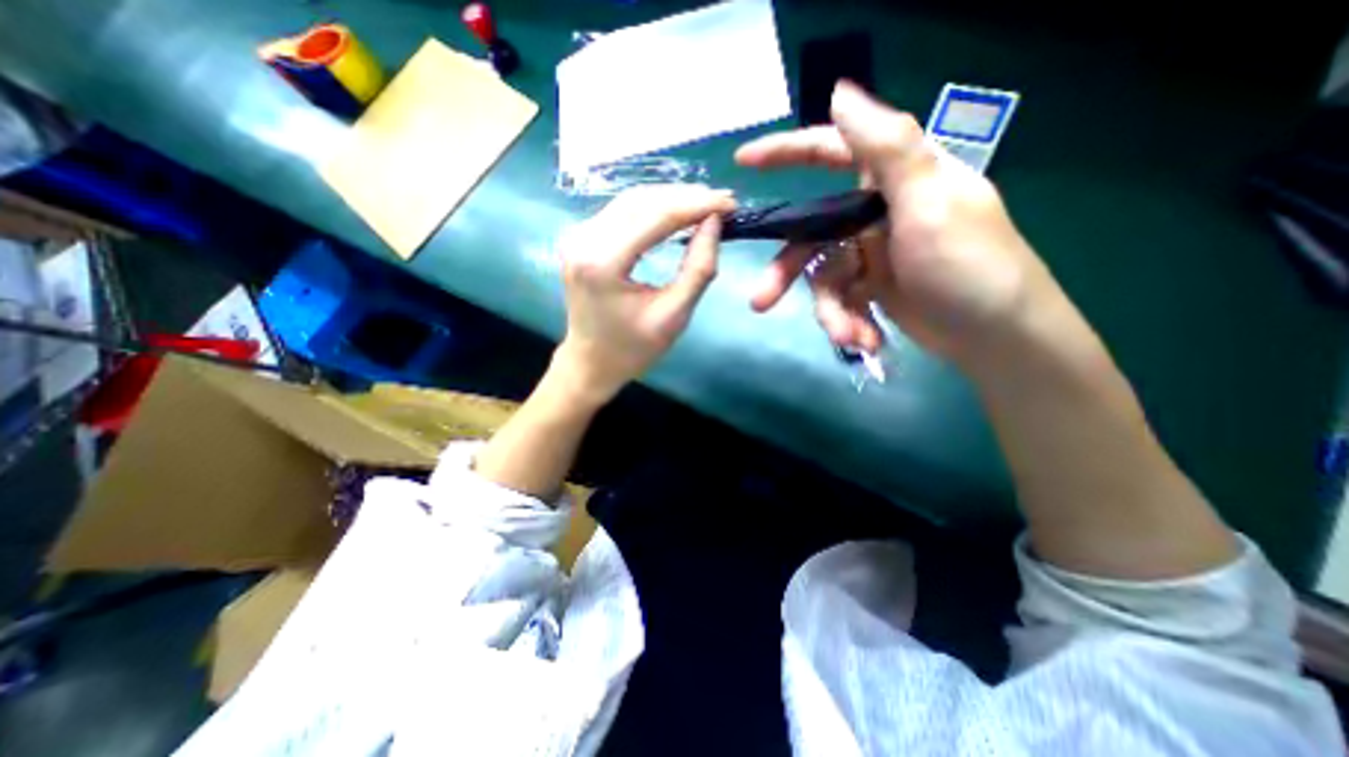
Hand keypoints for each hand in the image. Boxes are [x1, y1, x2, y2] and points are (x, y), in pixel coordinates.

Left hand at [554, 183, 734, 401]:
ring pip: (631, 201)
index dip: (697, 205)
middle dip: (686, 197)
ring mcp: (577, 236)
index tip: (730, 202)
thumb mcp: (675, 316)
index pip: (657, 216)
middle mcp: (584, 240)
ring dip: (670, 199)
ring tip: (705, 204)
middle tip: (722, 201)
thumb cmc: (633, 349)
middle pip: (642, 201)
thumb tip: (714, 222)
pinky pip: (621, 213)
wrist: (591, 364)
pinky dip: (652, 209)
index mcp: (603, 263)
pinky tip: (676, 213)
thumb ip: (699, 268)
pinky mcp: (580, 238)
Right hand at [736, 81, 1065, 363]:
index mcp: (892, 178)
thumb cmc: (971, 265)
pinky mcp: (871, 286)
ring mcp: (871, 252)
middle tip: (760, 302)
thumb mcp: (930, 204)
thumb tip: (841, 91)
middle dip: (787, 271)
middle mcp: (875, 210)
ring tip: (848, 337)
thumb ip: (887, 149)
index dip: (785, 152)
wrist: (997, 337)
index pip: (830, 151)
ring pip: (823, 276)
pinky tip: (867, 340)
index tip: (744, 161)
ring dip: (831, 311)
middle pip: (811, 233)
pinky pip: (841, 300)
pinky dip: (849, 322)